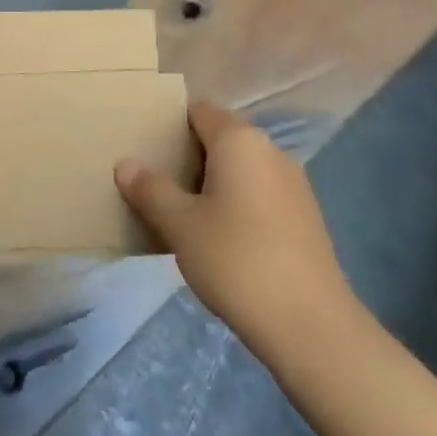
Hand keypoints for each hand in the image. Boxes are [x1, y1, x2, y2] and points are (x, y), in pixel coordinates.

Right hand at [116, 102, 358, 357]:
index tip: (146, 148)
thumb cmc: (236, 260)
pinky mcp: (306, 216)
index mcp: (239, 140)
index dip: (171, 124)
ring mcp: (294, 183)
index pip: (199, 111)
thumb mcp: (180, 225)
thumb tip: (126, 164)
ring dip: (214, 183)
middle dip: (189, 157)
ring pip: (242, 169)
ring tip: (184, 215)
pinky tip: (222, 240)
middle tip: (157, 185)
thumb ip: (150, 190)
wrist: (310, 324)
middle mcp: (270, 150)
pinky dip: (238, 204)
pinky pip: (261, 193)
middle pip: (221, 138)